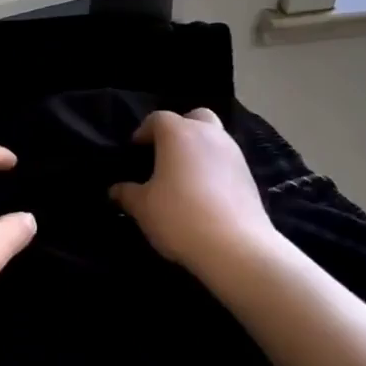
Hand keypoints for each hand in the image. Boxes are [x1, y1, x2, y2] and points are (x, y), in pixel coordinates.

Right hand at [109, 109, 280, 277]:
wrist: (237, 247)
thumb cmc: (180, 216)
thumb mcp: (143, 208)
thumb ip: (127, 194)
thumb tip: (115, 190)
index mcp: (178, 133)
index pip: (157, 119)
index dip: (144, 132)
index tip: (136, 150)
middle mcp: (208, 134)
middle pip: (194, 118)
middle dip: (180, 129)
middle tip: (166, 153)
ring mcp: (233, 153)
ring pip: (214, 137)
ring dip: (200, 149)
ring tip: (186, 176)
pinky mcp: (249, 175)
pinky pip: (227, 161)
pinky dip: (215, 168)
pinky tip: (206, 193)